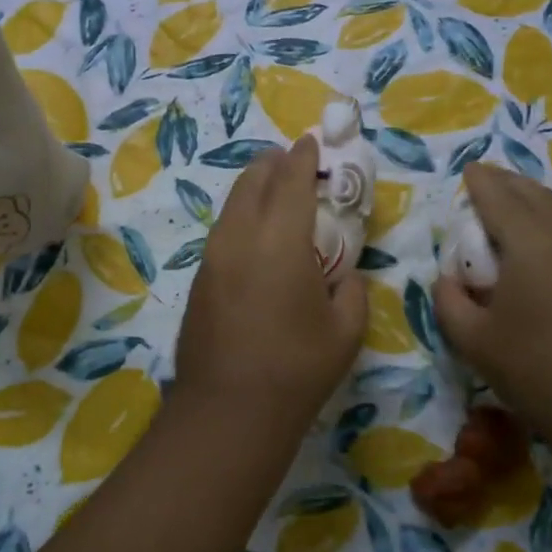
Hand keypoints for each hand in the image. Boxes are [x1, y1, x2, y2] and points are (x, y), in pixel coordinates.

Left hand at [173, 136, 367, 443]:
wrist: (227, 410)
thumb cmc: (296, 369)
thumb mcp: (345, 331)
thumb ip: (352, 292)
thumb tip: (346, 277)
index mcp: (280, 240)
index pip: (291, 180)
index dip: (303, 156)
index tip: (312, 141)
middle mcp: (240, 237)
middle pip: (253, 181)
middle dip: (273, 163)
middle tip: (292, 160)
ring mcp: (213, 257)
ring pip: (232, 204)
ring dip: (253, 188)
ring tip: (272, 189)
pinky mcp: (199, 278)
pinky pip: (223, 230)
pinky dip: (241, 217)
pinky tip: (254, 234)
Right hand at [432, 164, 551, 443]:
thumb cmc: (533, 369)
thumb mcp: (471, 338)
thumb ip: (448, 300)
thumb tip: (447, 279)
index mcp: (529, 243)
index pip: (498, 198)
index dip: (480, 182)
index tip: (466, 170)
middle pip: (532, 194)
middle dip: (505, 181)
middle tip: (482, 178)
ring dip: (529, 196)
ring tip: (506, 197)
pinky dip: (545, 215)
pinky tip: (534, 233)